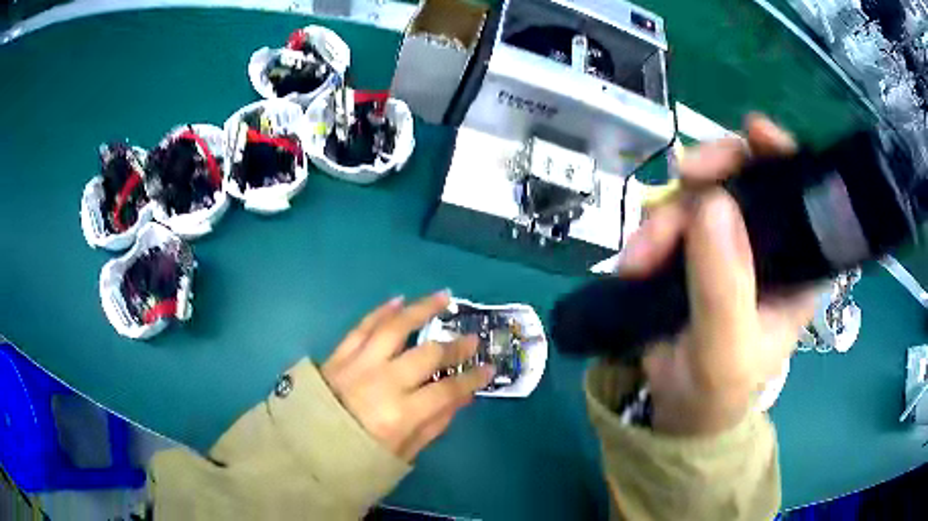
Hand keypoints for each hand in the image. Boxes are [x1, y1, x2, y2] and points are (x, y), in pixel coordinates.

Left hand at [321, 291, 494, 460]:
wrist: (305, 450)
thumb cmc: (357, 458)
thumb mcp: (403, 453)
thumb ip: (434, 424)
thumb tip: (462, 397)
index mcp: (401, 415)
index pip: (448, 389)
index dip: (473, 378)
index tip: (489, 369)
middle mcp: (383, 383)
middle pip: (427, 354)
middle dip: (455, 346)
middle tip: (471, 339)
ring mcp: (359, 364)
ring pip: (395, 328)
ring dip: (421, 310)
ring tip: (443, 297)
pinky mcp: (339, 355)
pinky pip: (362, 327)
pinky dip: (381, 312)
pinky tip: (398, 300)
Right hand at [618, 114, 816, 435]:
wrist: (675, 408)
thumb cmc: (715, 390)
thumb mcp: (725, 350)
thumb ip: (725, 286)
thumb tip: (713, 202)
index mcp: (797, 266)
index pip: (801, 194)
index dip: (782, 155)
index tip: (753, 132)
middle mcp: (768, 243)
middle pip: (746, 177)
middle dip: (712, 175)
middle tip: (681, 181)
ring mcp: (727, 241)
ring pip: (700, 194)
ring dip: (667, 216)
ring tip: (640, 261)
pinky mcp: (692, 247)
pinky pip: (670, 215)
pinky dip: (650, 231)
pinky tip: (636, 262)